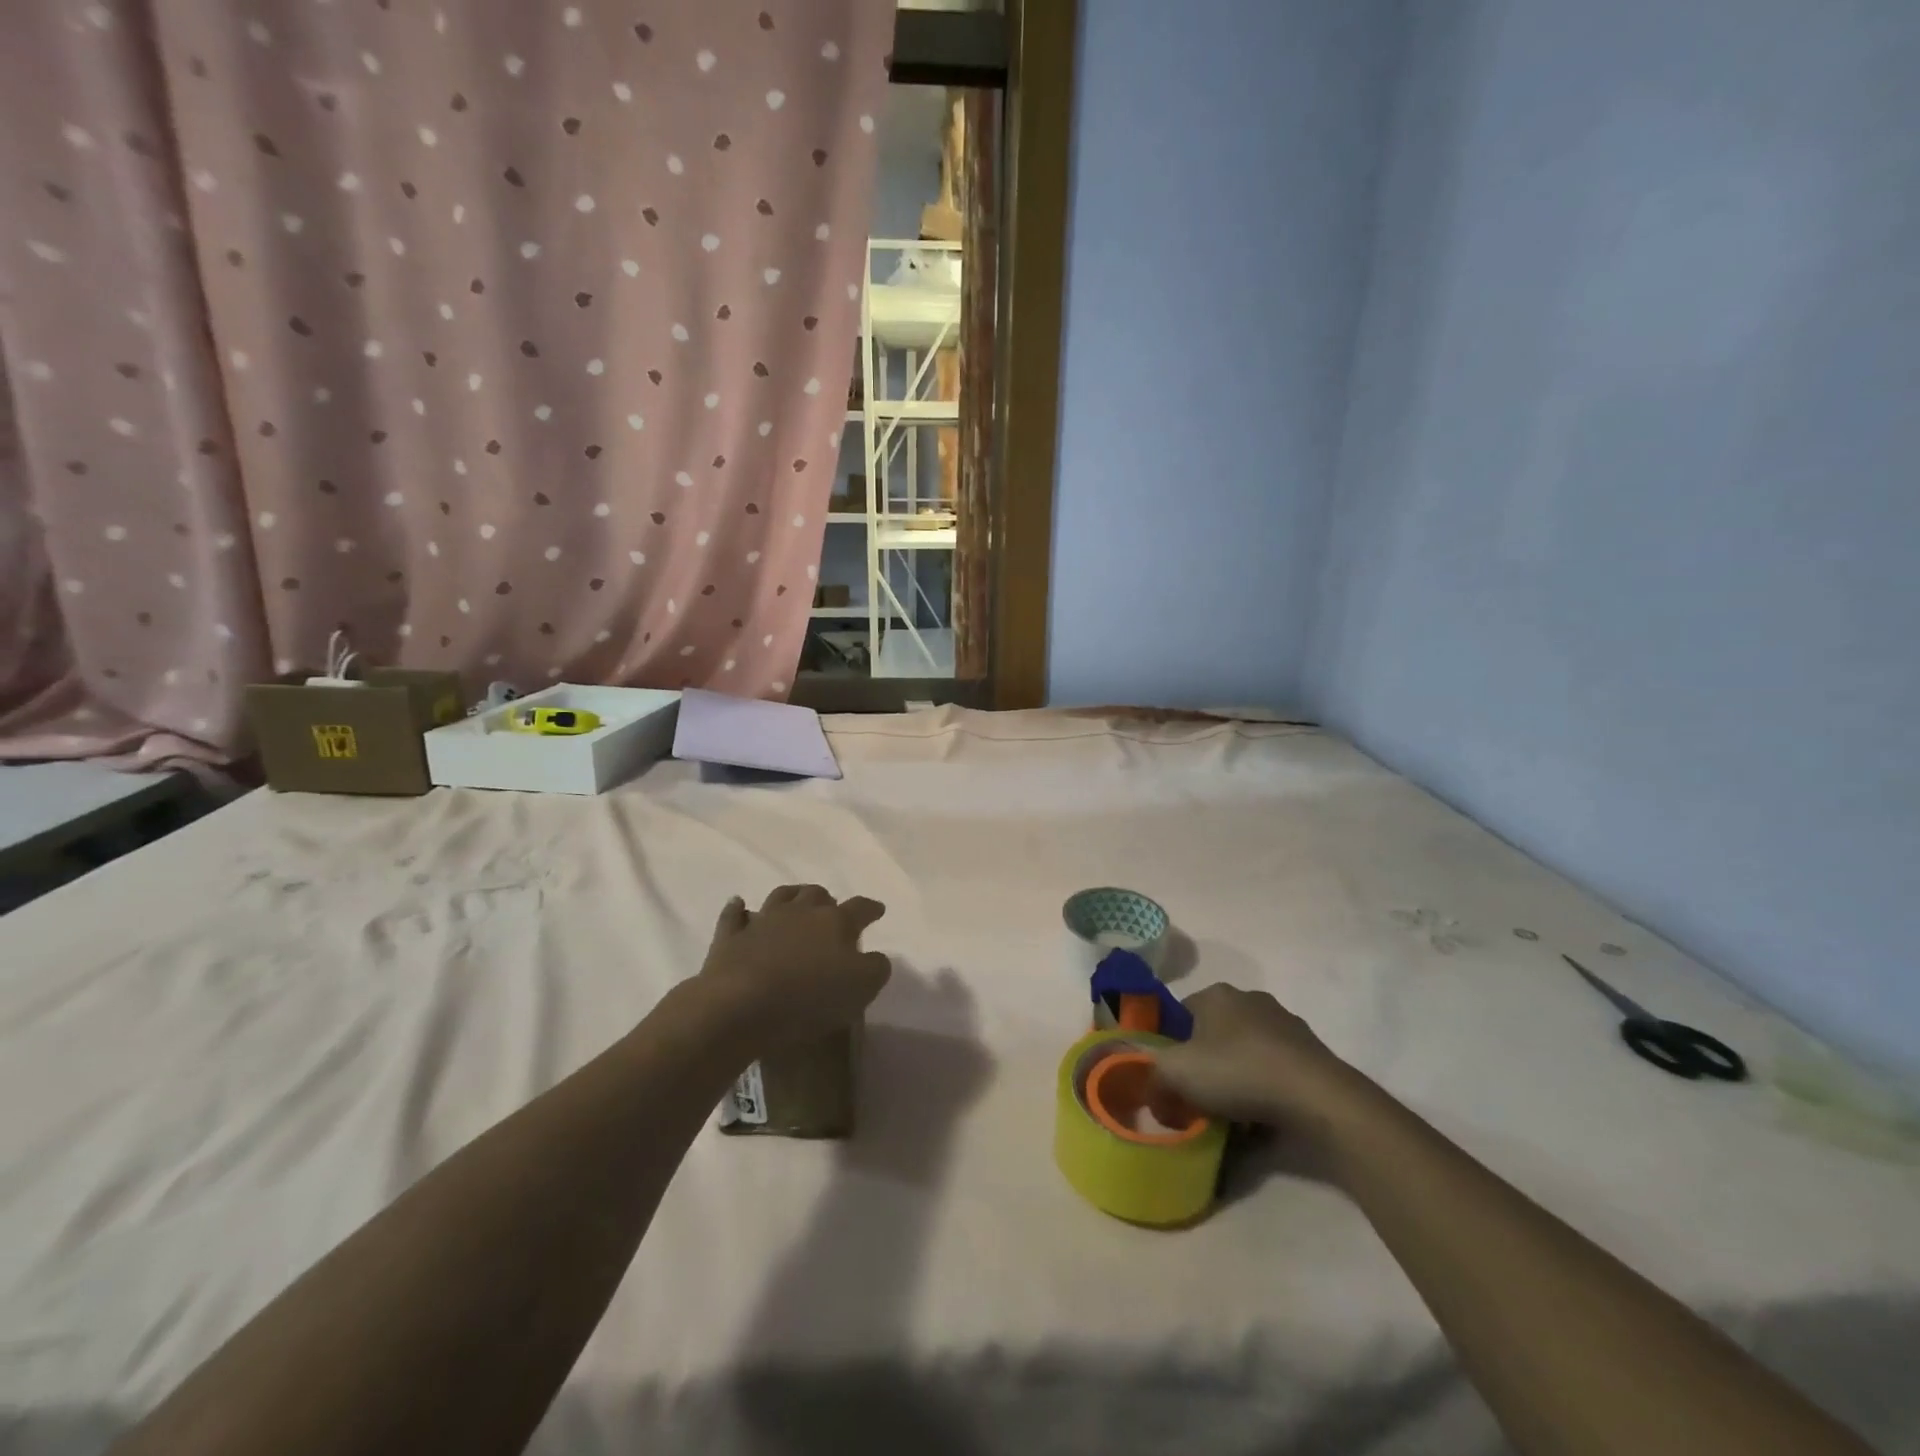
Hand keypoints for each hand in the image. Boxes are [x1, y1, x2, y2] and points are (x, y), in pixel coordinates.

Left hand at [696, 885, 891, 1051]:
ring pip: (781, 896)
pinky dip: (738, 910)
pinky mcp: (731, 937)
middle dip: (827, 900)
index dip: (871, 909)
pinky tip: (740, 905)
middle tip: (831, 910)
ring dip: (791, 896)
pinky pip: (734, 916)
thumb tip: (875, 957)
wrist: (740, 1004)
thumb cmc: (809, 997)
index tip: (878, 910)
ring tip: (796, 900)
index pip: (860, 908)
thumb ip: (875, 968)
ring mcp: (763, 920)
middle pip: (817, 894)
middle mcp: (800, 911)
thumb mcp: (861, 988)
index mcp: (835, 922)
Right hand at [1151, 983, 1372, 1143]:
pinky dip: (1266, 1092)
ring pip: (1247, 1053)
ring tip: (1233, 1117)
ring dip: (1237, 1079)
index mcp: (1216, 994)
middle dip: (1206, 1064)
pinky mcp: (1312, 1054)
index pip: (1181, 1013)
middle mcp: (1250, 999)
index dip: (1172, 1045)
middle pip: (1215, 1033)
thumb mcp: (1176, 1075)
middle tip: (1199, 1098)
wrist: (1317, 1097)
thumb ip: (1153, 1080)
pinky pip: (1276, 1072)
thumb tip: (1154, 1098)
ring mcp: (1286, 1025)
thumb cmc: (1237, 1072)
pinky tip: (1263, 1121)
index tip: (1172, 1077)